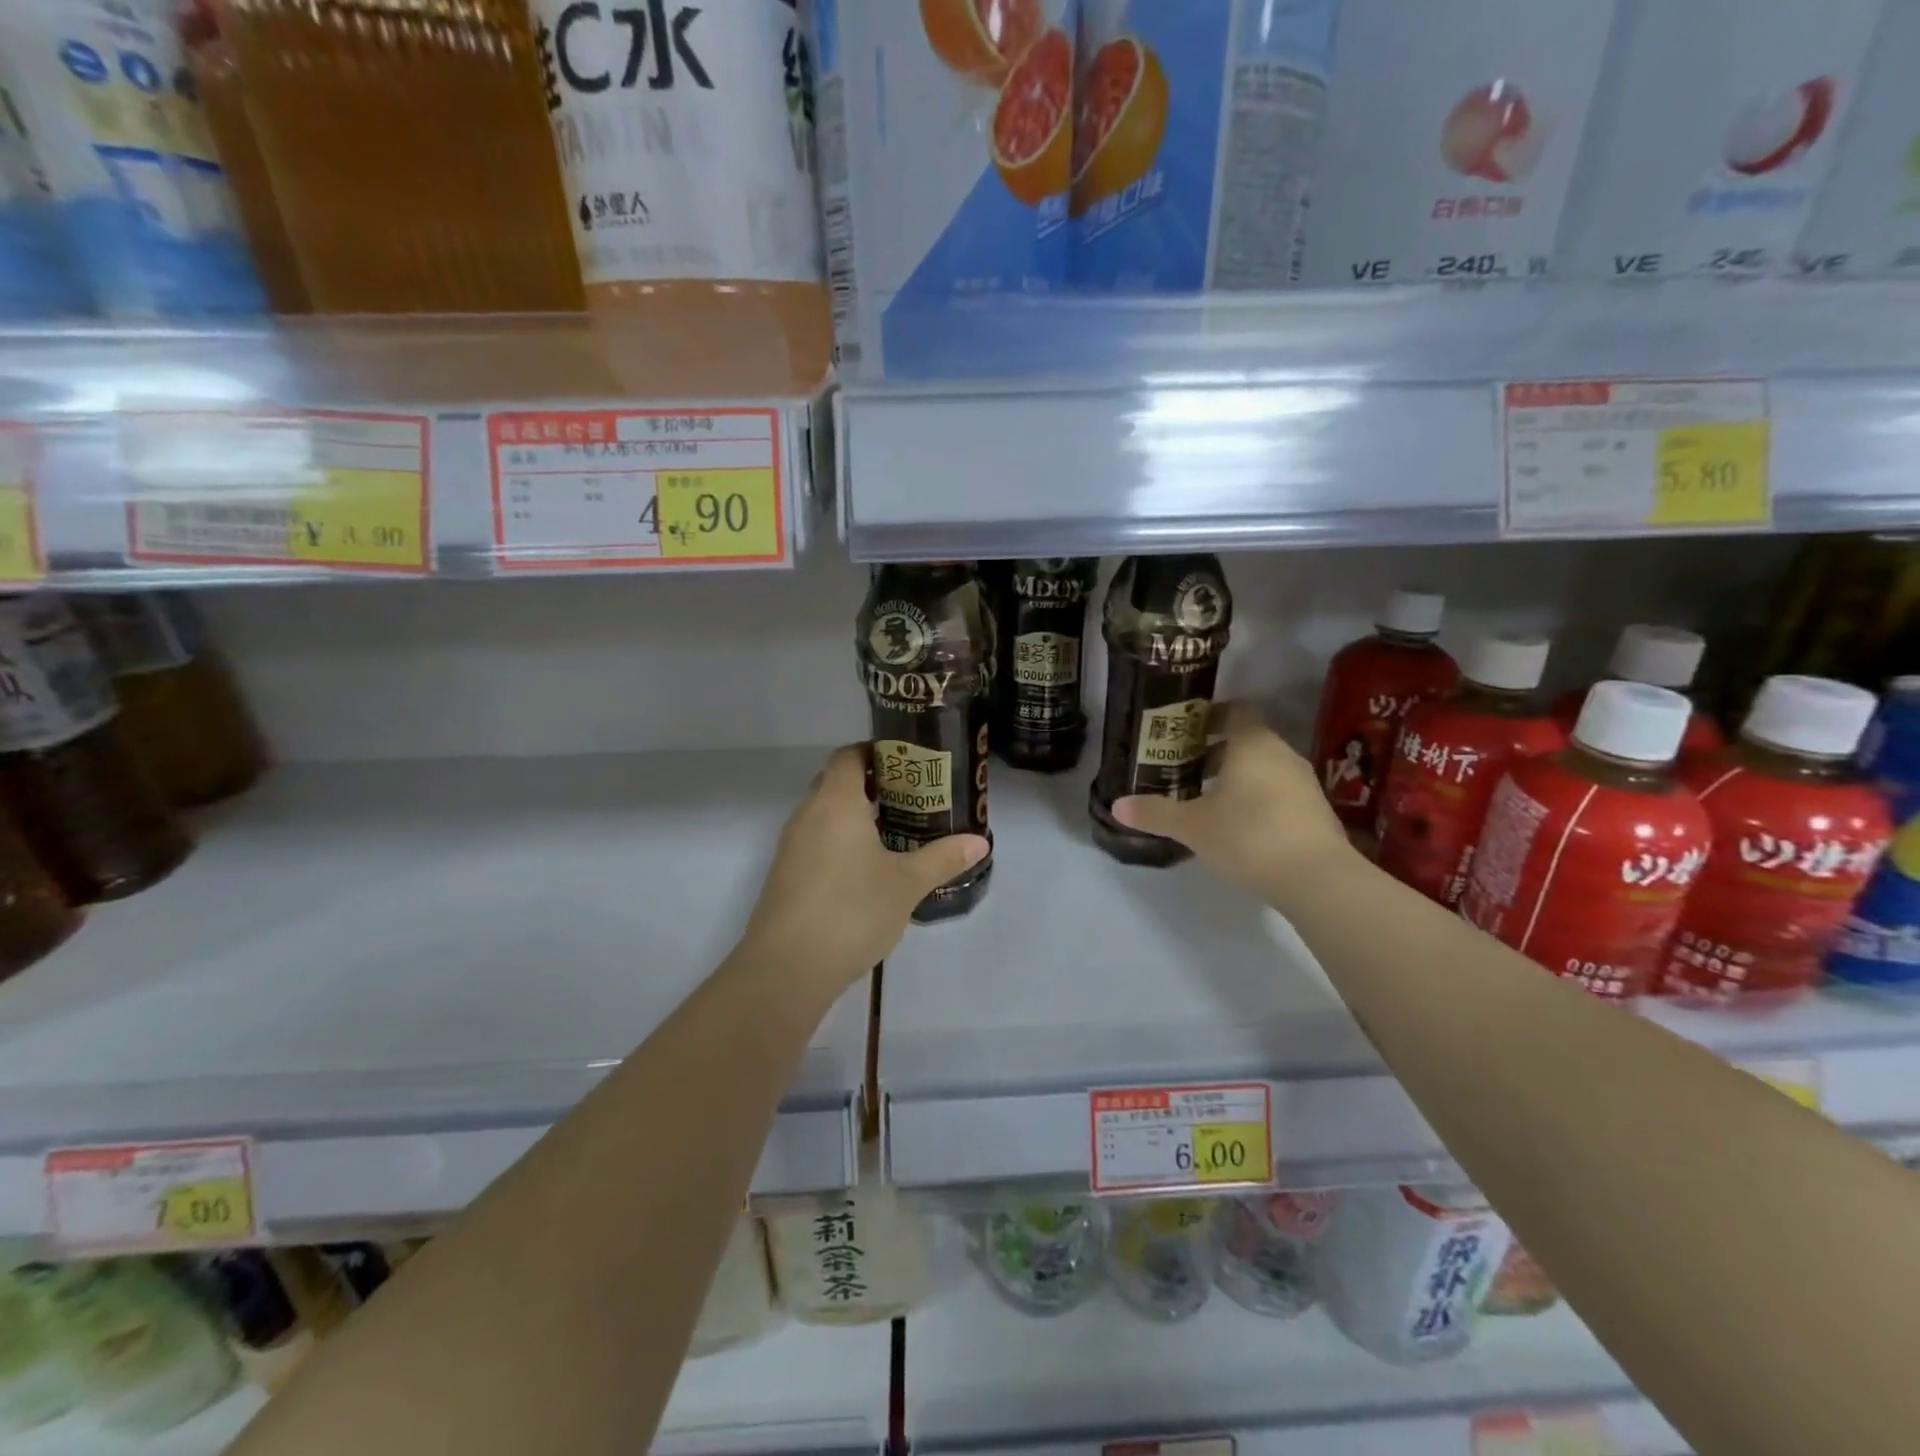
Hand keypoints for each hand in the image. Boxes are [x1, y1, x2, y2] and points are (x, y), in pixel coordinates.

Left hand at [738, 744, 989, 994]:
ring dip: (853, 816)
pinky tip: (866, 869)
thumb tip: (979, 842)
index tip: (907, 763)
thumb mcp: (907, 884)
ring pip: (823, 815)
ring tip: (895, 831)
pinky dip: (839, 842)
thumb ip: (942, 858)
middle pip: (835, 782)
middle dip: (870, 784)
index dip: (875, 752)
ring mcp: (791, 847)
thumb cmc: (852, 910)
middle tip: (910, 797)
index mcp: (836, 802)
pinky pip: (815, 842)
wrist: (788, 967)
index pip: (848, 756)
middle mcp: (807, 815)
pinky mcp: (785, 876)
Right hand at [1114, 702, 1353, 900]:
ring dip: (1237, 777)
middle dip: (1215, 751)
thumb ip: (1155, 813)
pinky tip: (1238, 825)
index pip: (1234, 710)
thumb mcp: (1193, 826)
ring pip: (1264, 767)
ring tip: (1206, 798)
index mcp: (1252, 743)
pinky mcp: (1316, 811)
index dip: (1209, 715)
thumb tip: (1117, 806)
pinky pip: (1279, 792)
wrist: (1317, 879)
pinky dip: (1257, 798)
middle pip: (1247, 739)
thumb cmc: (1248, 835)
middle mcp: (1281, 753)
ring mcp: (1304, 783)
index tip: (1183, 730)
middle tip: (1183, 767)